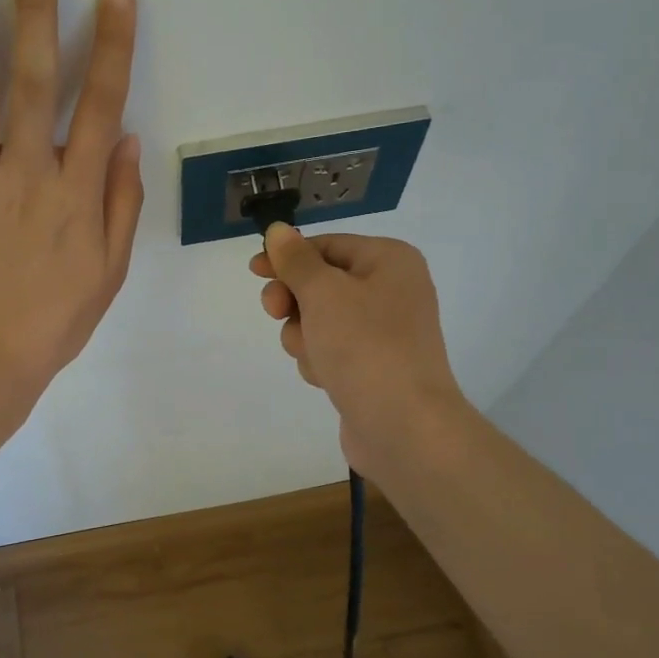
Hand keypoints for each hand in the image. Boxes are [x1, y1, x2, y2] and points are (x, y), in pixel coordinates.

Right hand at [250, 225, 471, 474]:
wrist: (404, 427)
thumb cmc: (364, 346)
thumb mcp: (323, 293)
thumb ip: (295, 260)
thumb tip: (278, 230)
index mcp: (389, 260)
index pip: (326, 245)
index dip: (287, 257)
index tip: (254, 271)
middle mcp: (391, 290)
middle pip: (320, 283)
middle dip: (295, 302)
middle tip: (277, 314)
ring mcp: (383, 331)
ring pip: (319, 320)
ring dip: (305, 336)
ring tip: (315, 357)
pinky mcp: (372, 366)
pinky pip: (331, 350)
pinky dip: (320, 360)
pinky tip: (326, 378)